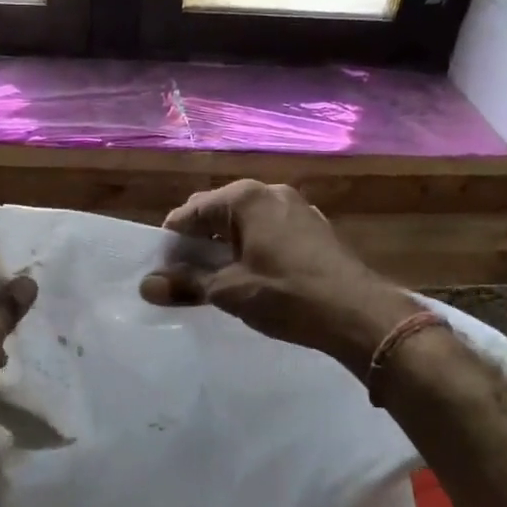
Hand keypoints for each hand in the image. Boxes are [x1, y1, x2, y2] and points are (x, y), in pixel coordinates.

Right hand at [139, 180, 413, 376]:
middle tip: (186, 275)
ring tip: (216, 278)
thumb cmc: (286, 295)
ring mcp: (297, 208)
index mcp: (247, 197)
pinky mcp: (314, 229)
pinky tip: (252, 276)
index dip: (172, 239)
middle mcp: (271, 193)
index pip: (192, 210)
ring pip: (246, 222)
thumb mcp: (229, 291)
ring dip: (226, 246)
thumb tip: (147, 285)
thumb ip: (186, 283)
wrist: (359, 313)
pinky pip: (269, 231)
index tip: (161, 267)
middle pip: (219, 212)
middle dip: (199, 240)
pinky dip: (252, 248)